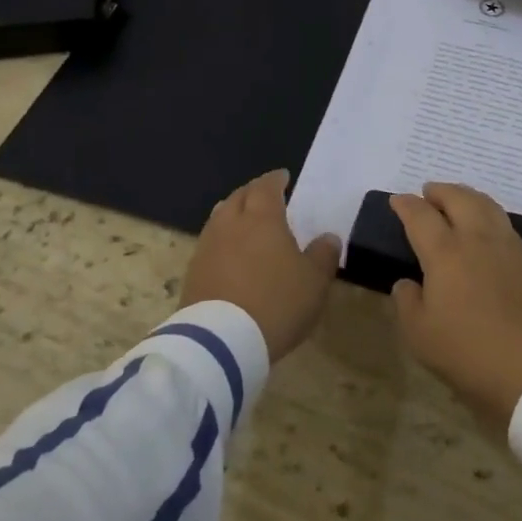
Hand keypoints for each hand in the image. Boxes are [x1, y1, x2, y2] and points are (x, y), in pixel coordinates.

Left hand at [182, 170, 341, 361]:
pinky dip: (222, 240)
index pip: (266, 187)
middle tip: (265, 195)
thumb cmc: (276, 303)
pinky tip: (229, 253)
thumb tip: (328, 237)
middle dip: (253, 192)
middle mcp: (231, 224)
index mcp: (262, 218)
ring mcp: (207, 247)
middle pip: (239, 197)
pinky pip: (209, 244)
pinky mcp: (193, 273)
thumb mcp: (314, 282)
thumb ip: (323, 255)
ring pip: (219, 218)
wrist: (220, 343)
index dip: (275, 180)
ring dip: (233, 213)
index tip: (283, 177)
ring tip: (244, 220)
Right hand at [389, 183, 521, 430]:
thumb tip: (406, 283)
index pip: (421, 217)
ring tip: (458, 199)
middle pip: (458, 198)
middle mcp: (476, 239)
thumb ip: (408, 304)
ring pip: (486, 205)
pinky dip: (488, 214)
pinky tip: (487, 228)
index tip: (397, 199)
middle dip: (440, 191)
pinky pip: (504, 223)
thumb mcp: (421, 336)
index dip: (406, 205)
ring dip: (467, 196)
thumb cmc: (470, 351)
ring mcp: (507, 246)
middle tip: (428, 192)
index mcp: (445, 253)